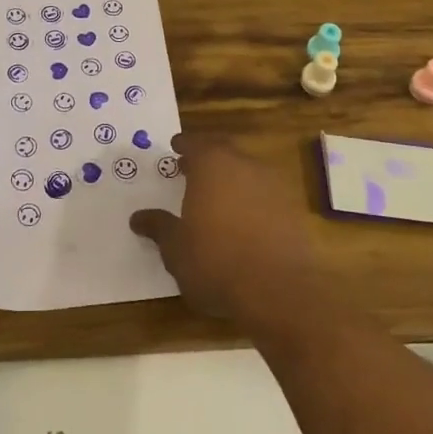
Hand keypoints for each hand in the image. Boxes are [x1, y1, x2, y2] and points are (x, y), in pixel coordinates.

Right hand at [130, 134, 320, 321]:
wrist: (280, 290)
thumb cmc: (216, 261)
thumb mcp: (176, 249)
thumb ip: (159, 228)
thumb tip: (138, 218)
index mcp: (212, 164)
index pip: (195, 143)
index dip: (184, 145)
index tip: (176, 146)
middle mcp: (244, 165)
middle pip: (224, 151)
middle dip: (208, 157)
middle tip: (193, 168)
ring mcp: (274, 186)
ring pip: (248, 172)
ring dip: (232, 179)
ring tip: (218, 197)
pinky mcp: (294, 210)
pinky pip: (266, 196)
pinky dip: (253, 201)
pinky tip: (245, 222)